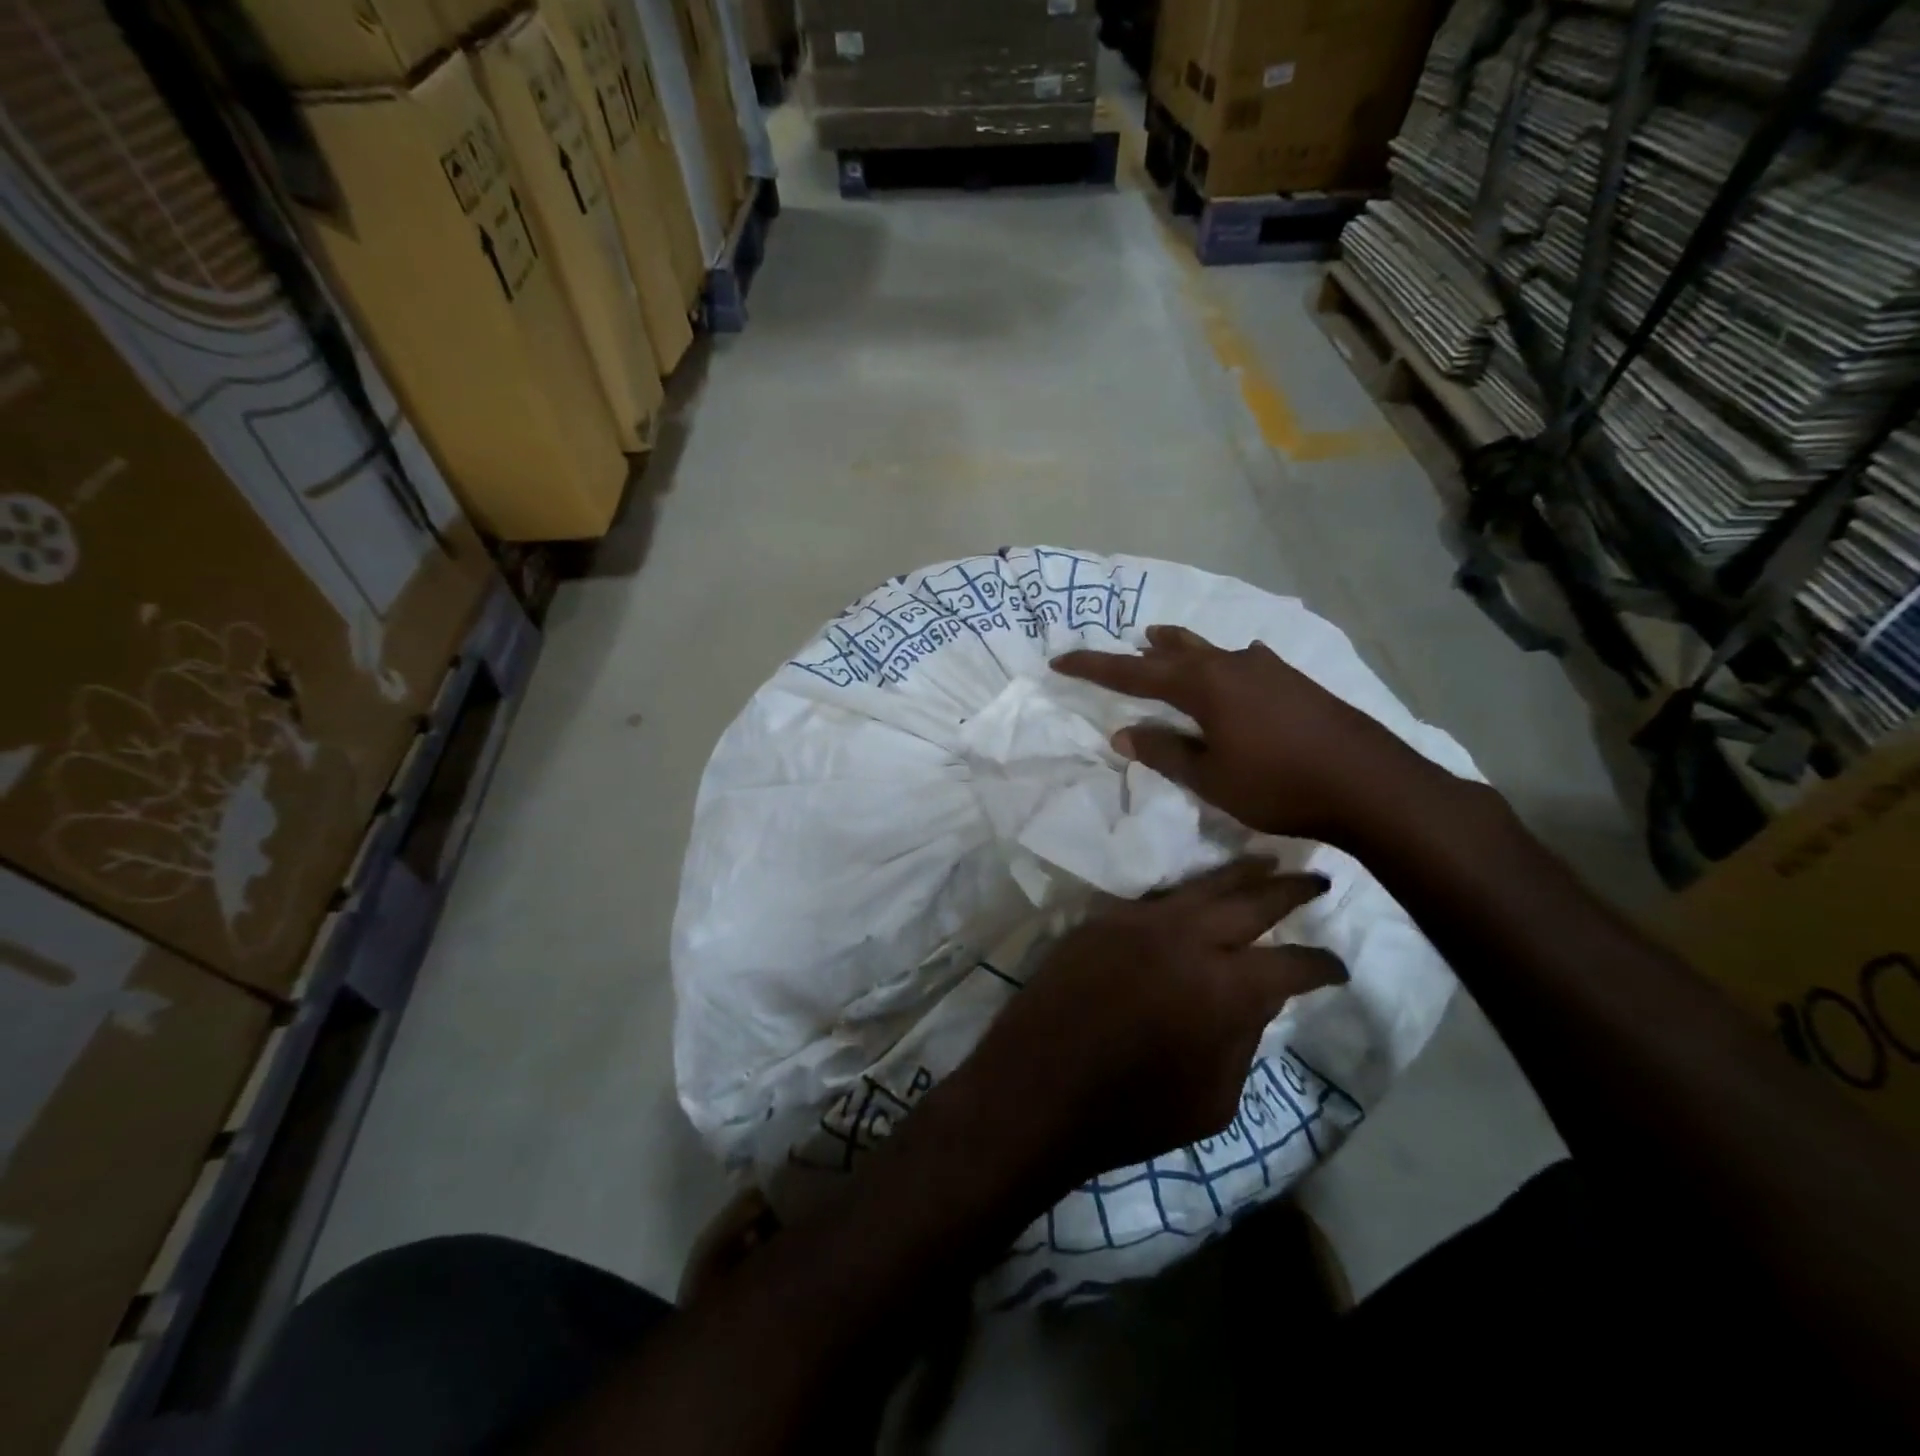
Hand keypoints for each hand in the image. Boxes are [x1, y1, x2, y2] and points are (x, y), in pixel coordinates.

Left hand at [951, 858, 1346, 1191]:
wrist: (1037, 1089)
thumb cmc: (1131, 1113)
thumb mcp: (1213, 1100)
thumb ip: (1243, 1039)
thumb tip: (1256, 997)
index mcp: (1223, 989)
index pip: (1291, 965)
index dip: (1321, 966)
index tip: (1337, 968)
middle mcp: (1185, 939)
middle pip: (1250, 900)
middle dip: (1290, 890)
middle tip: (1318, 880)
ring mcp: (1137, 921)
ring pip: (1199, 885)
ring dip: (1238, 874)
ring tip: (1265, 862)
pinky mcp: (1100, 920)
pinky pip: (1154, 898)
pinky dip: (1184, 893)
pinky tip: (1196, 893)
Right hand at [1052, 624, 1436, 845]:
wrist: (1371, 785)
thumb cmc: (1279, 786)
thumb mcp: (1211, 778)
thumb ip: (1165, 752)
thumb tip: (1124, 732)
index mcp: (1204, 686)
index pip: (1134, 672)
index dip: (1095, 667)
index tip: (1061, 660)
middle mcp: (1232, 665)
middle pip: (1175, 650)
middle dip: (1141, 652)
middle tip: (1121, 648)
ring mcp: (1269, 668)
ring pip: (1211, 650)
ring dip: (1182, 649)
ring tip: (1163, 643)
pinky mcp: (1296, 680)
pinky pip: (1245, 662)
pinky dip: (1223, 664)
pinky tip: (1236, 670)